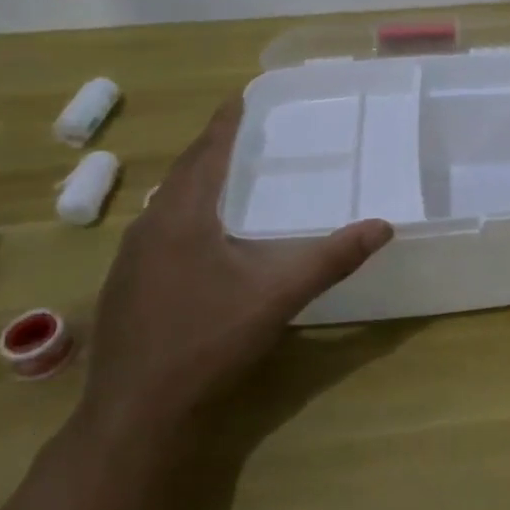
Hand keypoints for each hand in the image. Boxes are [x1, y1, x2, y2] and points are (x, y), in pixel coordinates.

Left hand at [76, 102, 391, 445]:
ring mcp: (130, 259)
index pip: (207, 151)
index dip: (226, 121)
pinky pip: (160, 230)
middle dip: (213, 147)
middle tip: (246, 130)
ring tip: (230, 174)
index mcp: (182, 216)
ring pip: (168, 203)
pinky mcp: (125, 286)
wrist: (135, 415)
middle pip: (184, 173)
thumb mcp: (277, 296)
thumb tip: (384, 226)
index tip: (243, 93)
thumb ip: (331, 258)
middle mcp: (149, 227)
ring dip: (197, 182)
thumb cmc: (207, 342)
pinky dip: (185, 214)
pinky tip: (204, 236)